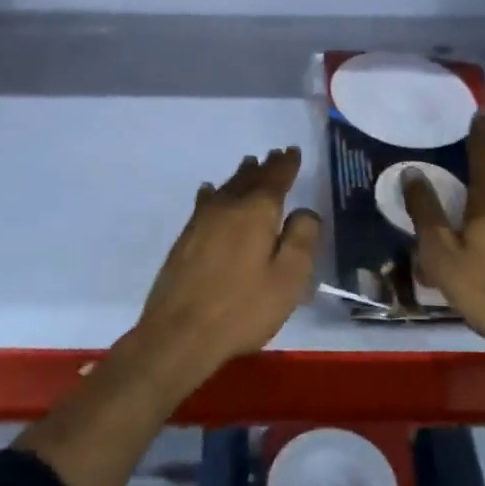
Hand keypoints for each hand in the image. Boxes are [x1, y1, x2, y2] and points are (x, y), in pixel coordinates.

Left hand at [132, 147, 319, 395]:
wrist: (179, 333)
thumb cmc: (242, 308)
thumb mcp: (288, 279)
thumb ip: (302, 239)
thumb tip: (305, 211)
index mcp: (257, 212)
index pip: (276, 179)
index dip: (286, 165)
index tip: (292, 151)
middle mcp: (228, 206)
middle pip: (250, 178)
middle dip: (265, 166)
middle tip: (275, 154)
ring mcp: (202, 220)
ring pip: (227, 187)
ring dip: (241, 175)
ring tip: (249, 164)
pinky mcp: (186, 238)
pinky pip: (205, 202)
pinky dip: (214, 192)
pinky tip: (209, 191)